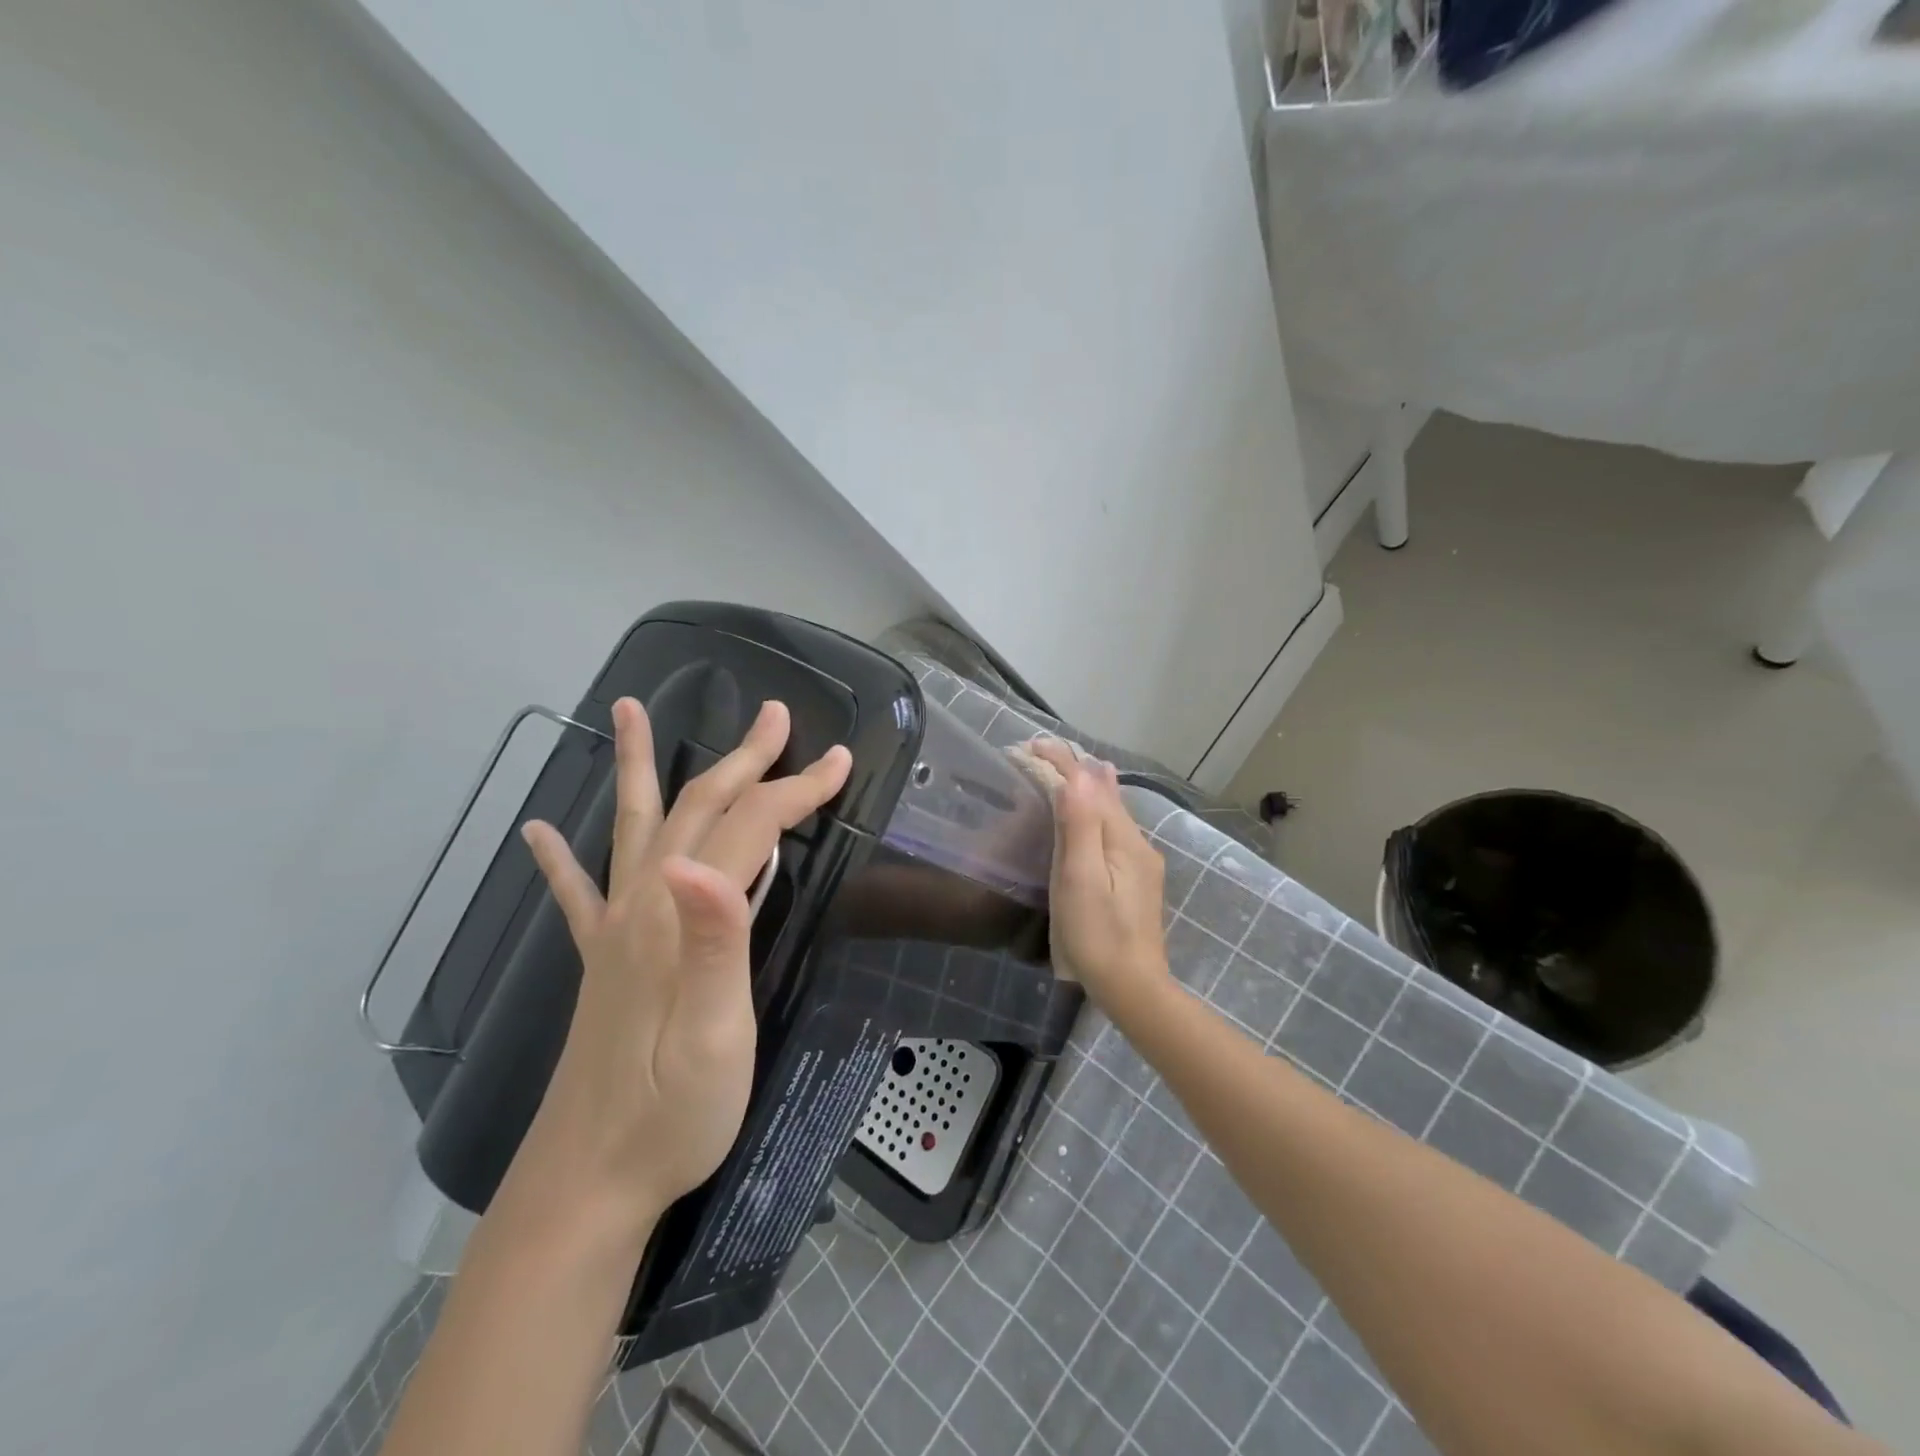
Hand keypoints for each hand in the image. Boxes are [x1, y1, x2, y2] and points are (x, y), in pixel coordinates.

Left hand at [516, 697, 850, 1220]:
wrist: (588, 1184)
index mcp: (676, 918)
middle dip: (742, 759)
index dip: (795, 789)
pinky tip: (540, 832)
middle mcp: (640, 907)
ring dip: (637, 766)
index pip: (745, 828)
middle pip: (695, 810)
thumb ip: (714, 942)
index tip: (840, 761)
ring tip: (627, 710)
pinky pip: (577, 895)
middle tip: (774, 716)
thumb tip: (701, 860)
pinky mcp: (601, 962)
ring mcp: (614, 932)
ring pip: (632, 827)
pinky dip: (560, 858)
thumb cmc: (673, 1113)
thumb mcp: (716, 1033)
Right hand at [1027, 739, 1170, 1017]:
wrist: (1134, 989)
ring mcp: (1140, 863)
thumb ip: (1079, 826)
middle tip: (1043, 750)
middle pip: (1106, 794)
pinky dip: (1098, 809)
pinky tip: (1099, 810)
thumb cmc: (1097, 935)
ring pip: (1113, 811)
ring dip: (1089, 787)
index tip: (1032, 744)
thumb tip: (1076, 773)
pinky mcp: (1136, 881)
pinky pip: (1114, 829)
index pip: (1091, 787)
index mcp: (1123, 840)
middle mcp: (1138, 843)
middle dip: (1076, 769)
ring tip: (1075, 766)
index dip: (1062, 763)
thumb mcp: (1081, 879)